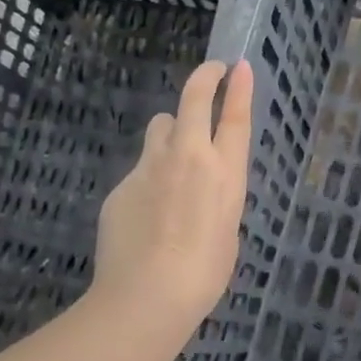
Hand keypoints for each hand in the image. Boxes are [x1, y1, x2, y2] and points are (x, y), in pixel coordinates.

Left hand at [91, 59, 252, 340]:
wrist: (146, 295)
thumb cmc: (204, 274)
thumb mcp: (228, 231)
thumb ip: (218, 199)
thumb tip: (204, 190)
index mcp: (225, 172)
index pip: (235, 116)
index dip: (238, 87)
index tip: (238, 66)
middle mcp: (189, 156)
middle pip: (194, 99)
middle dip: (204, 78)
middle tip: (210, 73)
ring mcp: (151, 166)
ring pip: (161, 125)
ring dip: (172, 129)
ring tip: (173, 156)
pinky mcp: (122, 183)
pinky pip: (140, 168)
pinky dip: (149, 177)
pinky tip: (146, 213)